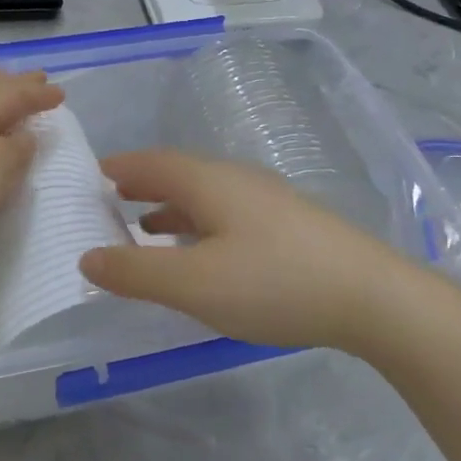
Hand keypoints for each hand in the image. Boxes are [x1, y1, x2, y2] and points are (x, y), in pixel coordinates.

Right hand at [80, 150, 407, 352]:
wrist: (372, 297)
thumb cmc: (273, 283)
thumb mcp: (193, 284)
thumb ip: (136, 271)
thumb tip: (88, 257)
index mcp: (209, 182)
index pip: (151, 163)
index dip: (118, 168)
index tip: (89, 177)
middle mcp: (237, 180)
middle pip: (178, 174)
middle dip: (141, 186)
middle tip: (109, 201)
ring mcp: (268, 201)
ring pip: (205, 196)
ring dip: (170, 208)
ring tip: (145, 228)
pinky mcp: (289, 226)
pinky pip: (227, 215)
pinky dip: (199, 226)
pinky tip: (202, 253)